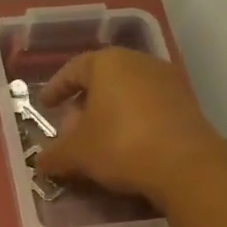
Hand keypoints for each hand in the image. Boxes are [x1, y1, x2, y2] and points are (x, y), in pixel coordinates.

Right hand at [32, 48, 225, 205]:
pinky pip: (148, 105)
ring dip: (109, 111)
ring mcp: (167, 80)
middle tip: (71, 126)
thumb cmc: (119, 146)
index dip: (56, 88)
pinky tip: (125, 142)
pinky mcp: (186, 101)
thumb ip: (54, 155)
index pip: (73, 69)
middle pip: (103, 78)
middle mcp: (138, 62)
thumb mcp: (77, 154)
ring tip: (97, 137)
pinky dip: (132, 119)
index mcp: (107, 63)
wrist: (185, 165)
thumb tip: (40, 163)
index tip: (46, 105)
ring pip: (127, 91)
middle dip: (83, 102)